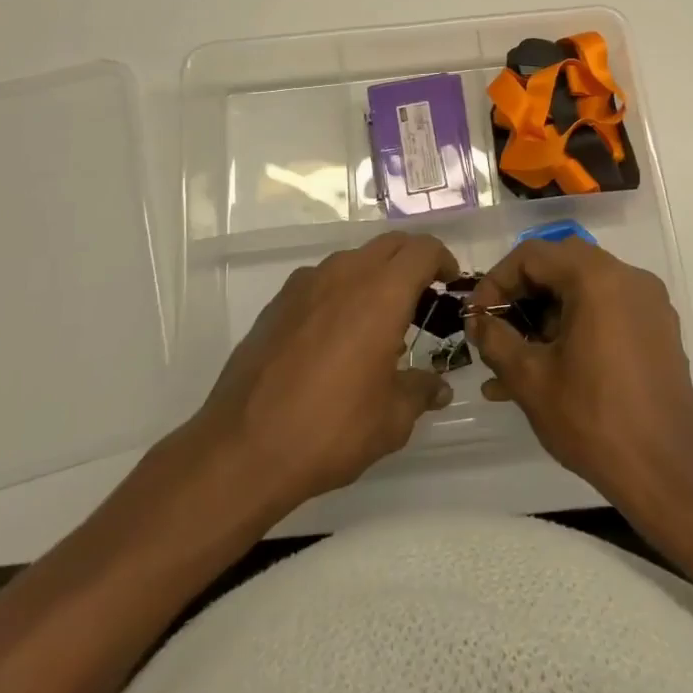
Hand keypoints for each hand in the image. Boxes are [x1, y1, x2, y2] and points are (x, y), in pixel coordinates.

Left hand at [193, 231, 456, 514]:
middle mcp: (344, 274)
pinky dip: (341, 292)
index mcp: (381, 293)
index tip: (449, 281)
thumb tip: (437, 388)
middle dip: (411, 261)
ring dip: (374, 275)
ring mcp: (306, 284)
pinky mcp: (278, 301)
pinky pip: (321, 280)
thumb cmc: (330, 429)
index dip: (442, 259)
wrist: (243, 447)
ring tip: (378, 321)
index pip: (422, 250)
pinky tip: (336, 335)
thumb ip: (419, 392)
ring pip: (353, 259)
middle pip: (389, 245)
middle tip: (422, 296)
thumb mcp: (390, 420)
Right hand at [466, 238, 692, 516]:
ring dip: (548, 315)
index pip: (533, 255)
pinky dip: (578, 326)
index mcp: (597, 278)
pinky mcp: (659, 330)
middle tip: (498, 328)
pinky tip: (553, 370)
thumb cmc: (593, 419)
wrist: (667, 473)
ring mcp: (649, 303)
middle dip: (523, 295)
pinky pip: (608, 311)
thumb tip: (478, 320)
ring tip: (516, 361)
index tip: (478, 316)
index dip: (497, 281)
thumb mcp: (530, 379)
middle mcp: (628, 277)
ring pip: (585, 289)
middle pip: (561, 265)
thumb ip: (496, 339)